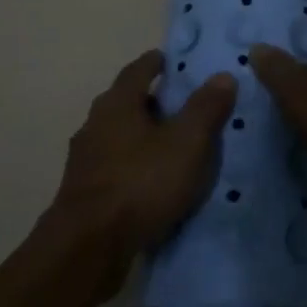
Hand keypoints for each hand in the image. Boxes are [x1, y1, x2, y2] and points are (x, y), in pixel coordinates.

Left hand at [50, 50, 235, 286]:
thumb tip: (223, 75)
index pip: (138, 70)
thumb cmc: (141, 183)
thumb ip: (206, 108)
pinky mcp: (82, 192)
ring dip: (140, 135)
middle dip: (149, 100)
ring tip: (168, 144)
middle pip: (124, 102)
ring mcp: (84, 160)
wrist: (88, 247)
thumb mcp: (187, 143)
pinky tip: (149, 180)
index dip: (156, 63)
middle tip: (179, 103)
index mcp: (117, 103)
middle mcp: (95, 124)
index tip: (170, 60)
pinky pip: (113, 166)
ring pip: (117, 135)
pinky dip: (132, 165)